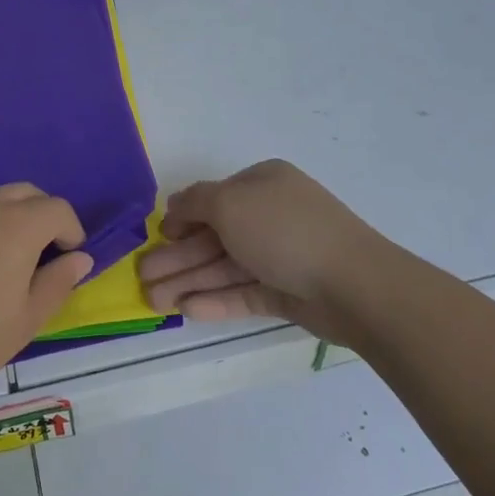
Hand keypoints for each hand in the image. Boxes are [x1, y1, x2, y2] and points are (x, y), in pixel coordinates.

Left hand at [0, 184, 93, 407]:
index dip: (71, 230)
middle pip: (25, 193)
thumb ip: (57, 283)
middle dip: (42, 216)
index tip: (68, 258)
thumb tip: (80, 258)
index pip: (58, 208)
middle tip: (40, 255)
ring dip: (6, 220)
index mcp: (16, 227)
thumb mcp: (24, 322)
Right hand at [137, 160, 393, 339]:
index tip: (156, 238)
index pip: (213, 198)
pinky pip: (244, 292)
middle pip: (214, 237)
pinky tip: (187, 311)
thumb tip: (175, 205)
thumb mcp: (230, 203)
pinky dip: (216, 300)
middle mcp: (270, 215)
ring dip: (188, 282)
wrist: (353, 283)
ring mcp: (280, 255)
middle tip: (141, 279)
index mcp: (262, 184)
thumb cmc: (284, 230)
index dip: (182, 218)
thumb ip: (196, 202)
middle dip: (177, 258)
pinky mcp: (287, 292)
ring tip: (153, 302)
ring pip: (225, 267)